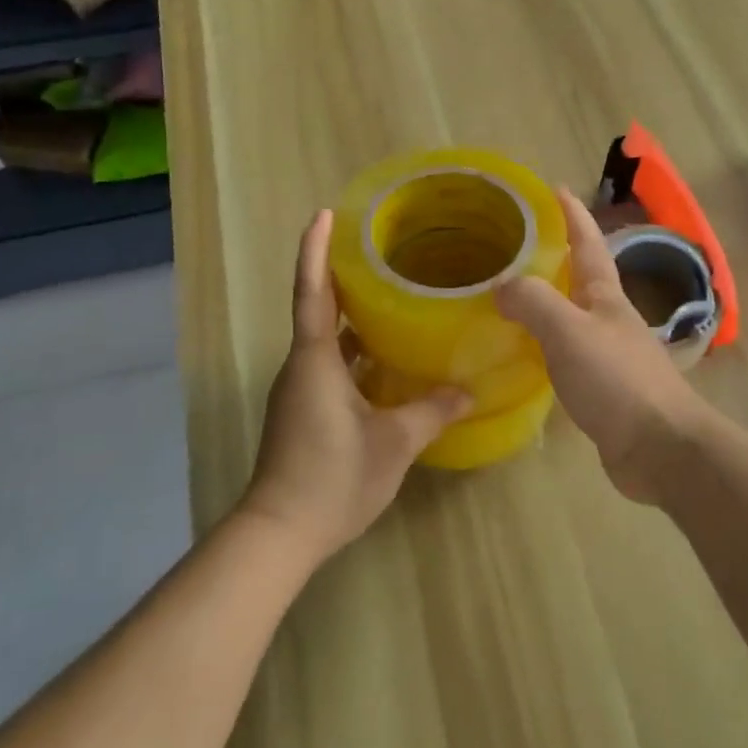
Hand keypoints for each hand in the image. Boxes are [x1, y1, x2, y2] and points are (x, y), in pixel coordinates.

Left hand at [239, 210, 472, 563]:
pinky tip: (386, 360)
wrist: (279, 534)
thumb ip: (432, 411)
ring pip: (326, 341)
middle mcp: (302, 367)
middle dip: (344, 278)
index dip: (316, 250)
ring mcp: (299, 391)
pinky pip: (330, 366)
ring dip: (353, 319)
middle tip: (381, 253)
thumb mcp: (394, 443)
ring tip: (393, 299)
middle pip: (320, 309)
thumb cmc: (333, 476)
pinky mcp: (303, 412)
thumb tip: (468, 391)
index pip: (313, 292)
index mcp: (315, 360)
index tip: (323, 214)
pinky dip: (355, 353)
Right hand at [495, 187, 711, 503]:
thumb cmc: (616, 380)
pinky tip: (524, 354)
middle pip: (580, 277)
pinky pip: (566, 354)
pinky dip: (544, 344)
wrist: (660, 447)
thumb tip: (501, 286)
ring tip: (510, 296)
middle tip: (516, 246)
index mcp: (605, 295)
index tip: (554, 188)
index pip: (588, 242)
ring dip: (546, 301)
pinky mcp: (602, 388)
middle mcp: (609, 318)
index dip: (572, 215)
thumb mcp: (568, 330)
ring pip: (571, 316)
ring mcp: (608, 354)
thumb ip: (533, 301)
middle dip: (554, 256)